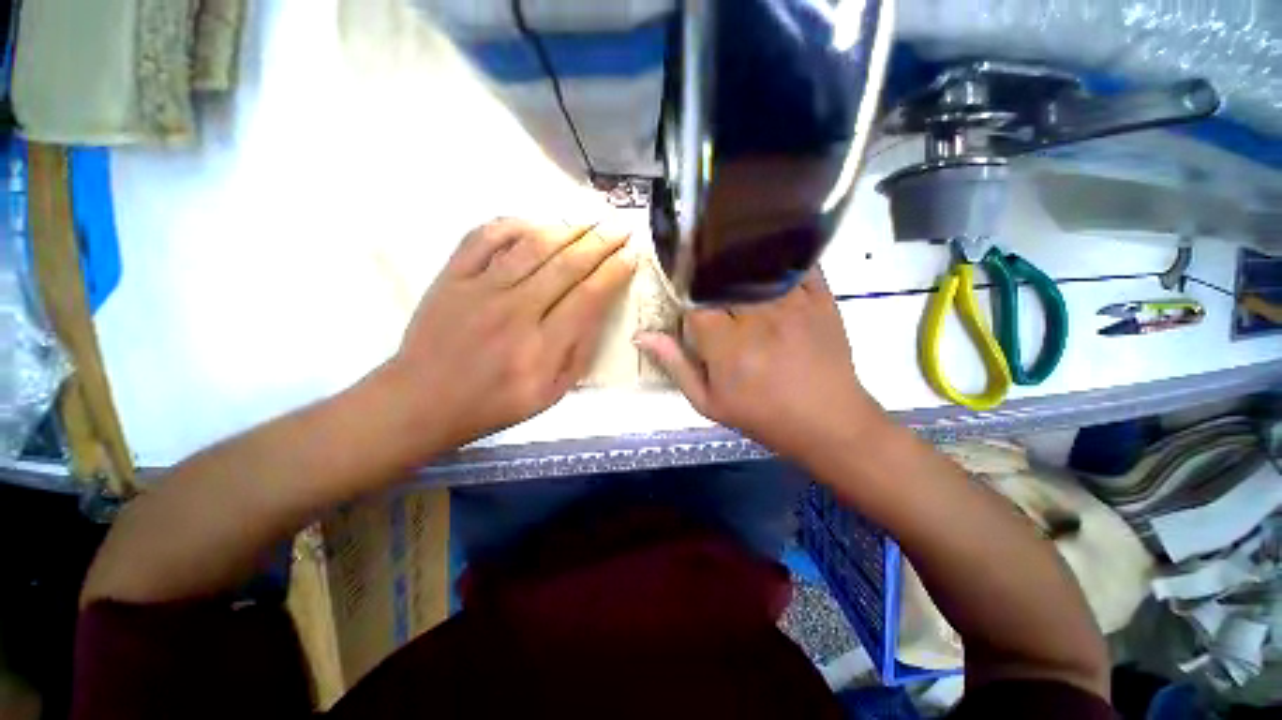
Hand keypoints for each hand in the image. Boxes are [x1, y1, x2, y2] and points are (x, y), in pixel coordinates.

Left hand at [383, 218, 634, 456]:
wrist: (423, 400)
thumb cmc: (495, 403)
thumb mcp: (552, 394)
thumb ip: (579, 352)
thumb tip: (598, 310)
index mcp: (541, 348)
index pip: (588, 297)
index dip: (614, 272)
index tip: (631, 256)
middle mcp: (514, 312)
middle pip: (566, 265)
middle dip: (600, 242)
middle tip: (620, 228)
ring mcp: (479, 290)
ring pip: (531, 246)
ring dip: (567, 228)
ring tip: (589, 221)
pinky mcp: (452, 278)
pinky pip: (483, 238)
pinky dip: (512, 224)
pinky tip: (535, 223)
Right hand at [636, 271, 879, 460]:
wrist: (826, 422)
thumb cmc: (762, 415)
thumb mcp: (708, 402)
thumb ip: (675, 365)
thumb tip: (641, 336)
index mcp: (726, 344)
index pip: (694, 301)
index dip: (684, 294)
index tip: (684, 298)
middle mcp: (757, 317)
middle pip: (722, 277)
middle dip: (708, 275)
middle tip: (703, 276)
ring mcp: (792, 303)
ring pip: (756, 263)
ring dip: (739, 259)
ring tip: (728, 259)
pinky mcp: (820, 298)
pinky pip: (796, 262)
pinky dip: (780, 253)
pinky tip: (768, 253)